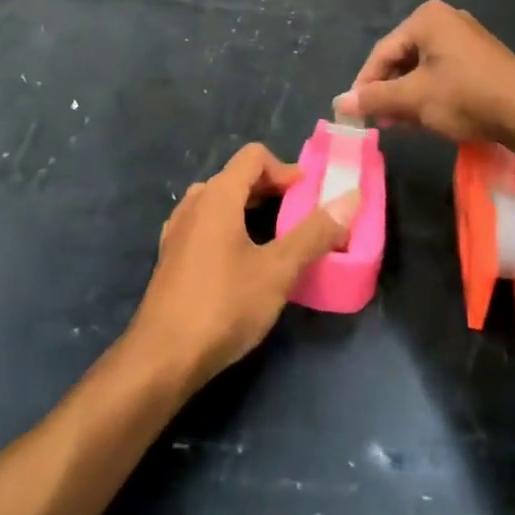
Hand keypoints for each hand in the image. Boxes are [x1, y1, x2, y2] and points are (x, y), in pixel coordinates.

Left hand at [130, 143, 360, 391]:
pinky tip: (242, 260)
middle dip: (271, 190)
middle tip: (300, 216)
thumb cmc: (224, 306)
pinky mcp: (171, 257)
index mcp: (217, 196)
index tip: (308, 196)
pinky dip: (229, 228)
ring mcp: (177, 230)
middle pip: (236, 177)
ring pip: (219, 202)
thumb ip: (314, 233)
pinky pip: (205, 225)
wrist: (163, 357)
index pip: (253, 156)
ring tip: (275, 237)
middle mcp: (194, 204)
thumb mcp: (278, 270)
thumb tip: (351, 198)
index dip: (285, 169)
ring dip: (249, 209)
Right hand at [333, 0, 514, 150]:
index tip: (355, 111)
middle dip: (387, 91)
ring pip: (422, 68)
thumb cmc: (466, 97)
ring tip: (399, 123)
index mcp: (426, 18)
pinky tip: (424, 117)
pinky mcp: (480, 58)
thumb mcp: (414, 99)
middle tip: (378, 119)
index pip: (382, 52)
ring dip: (406, 96)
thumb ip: (375, 98)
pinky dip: (428, 93)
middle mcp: (445, 20)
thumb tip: (339, 103)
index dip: (365, 83)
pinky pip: (442, 72)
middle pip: (402, 57)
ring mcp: (466, 38)